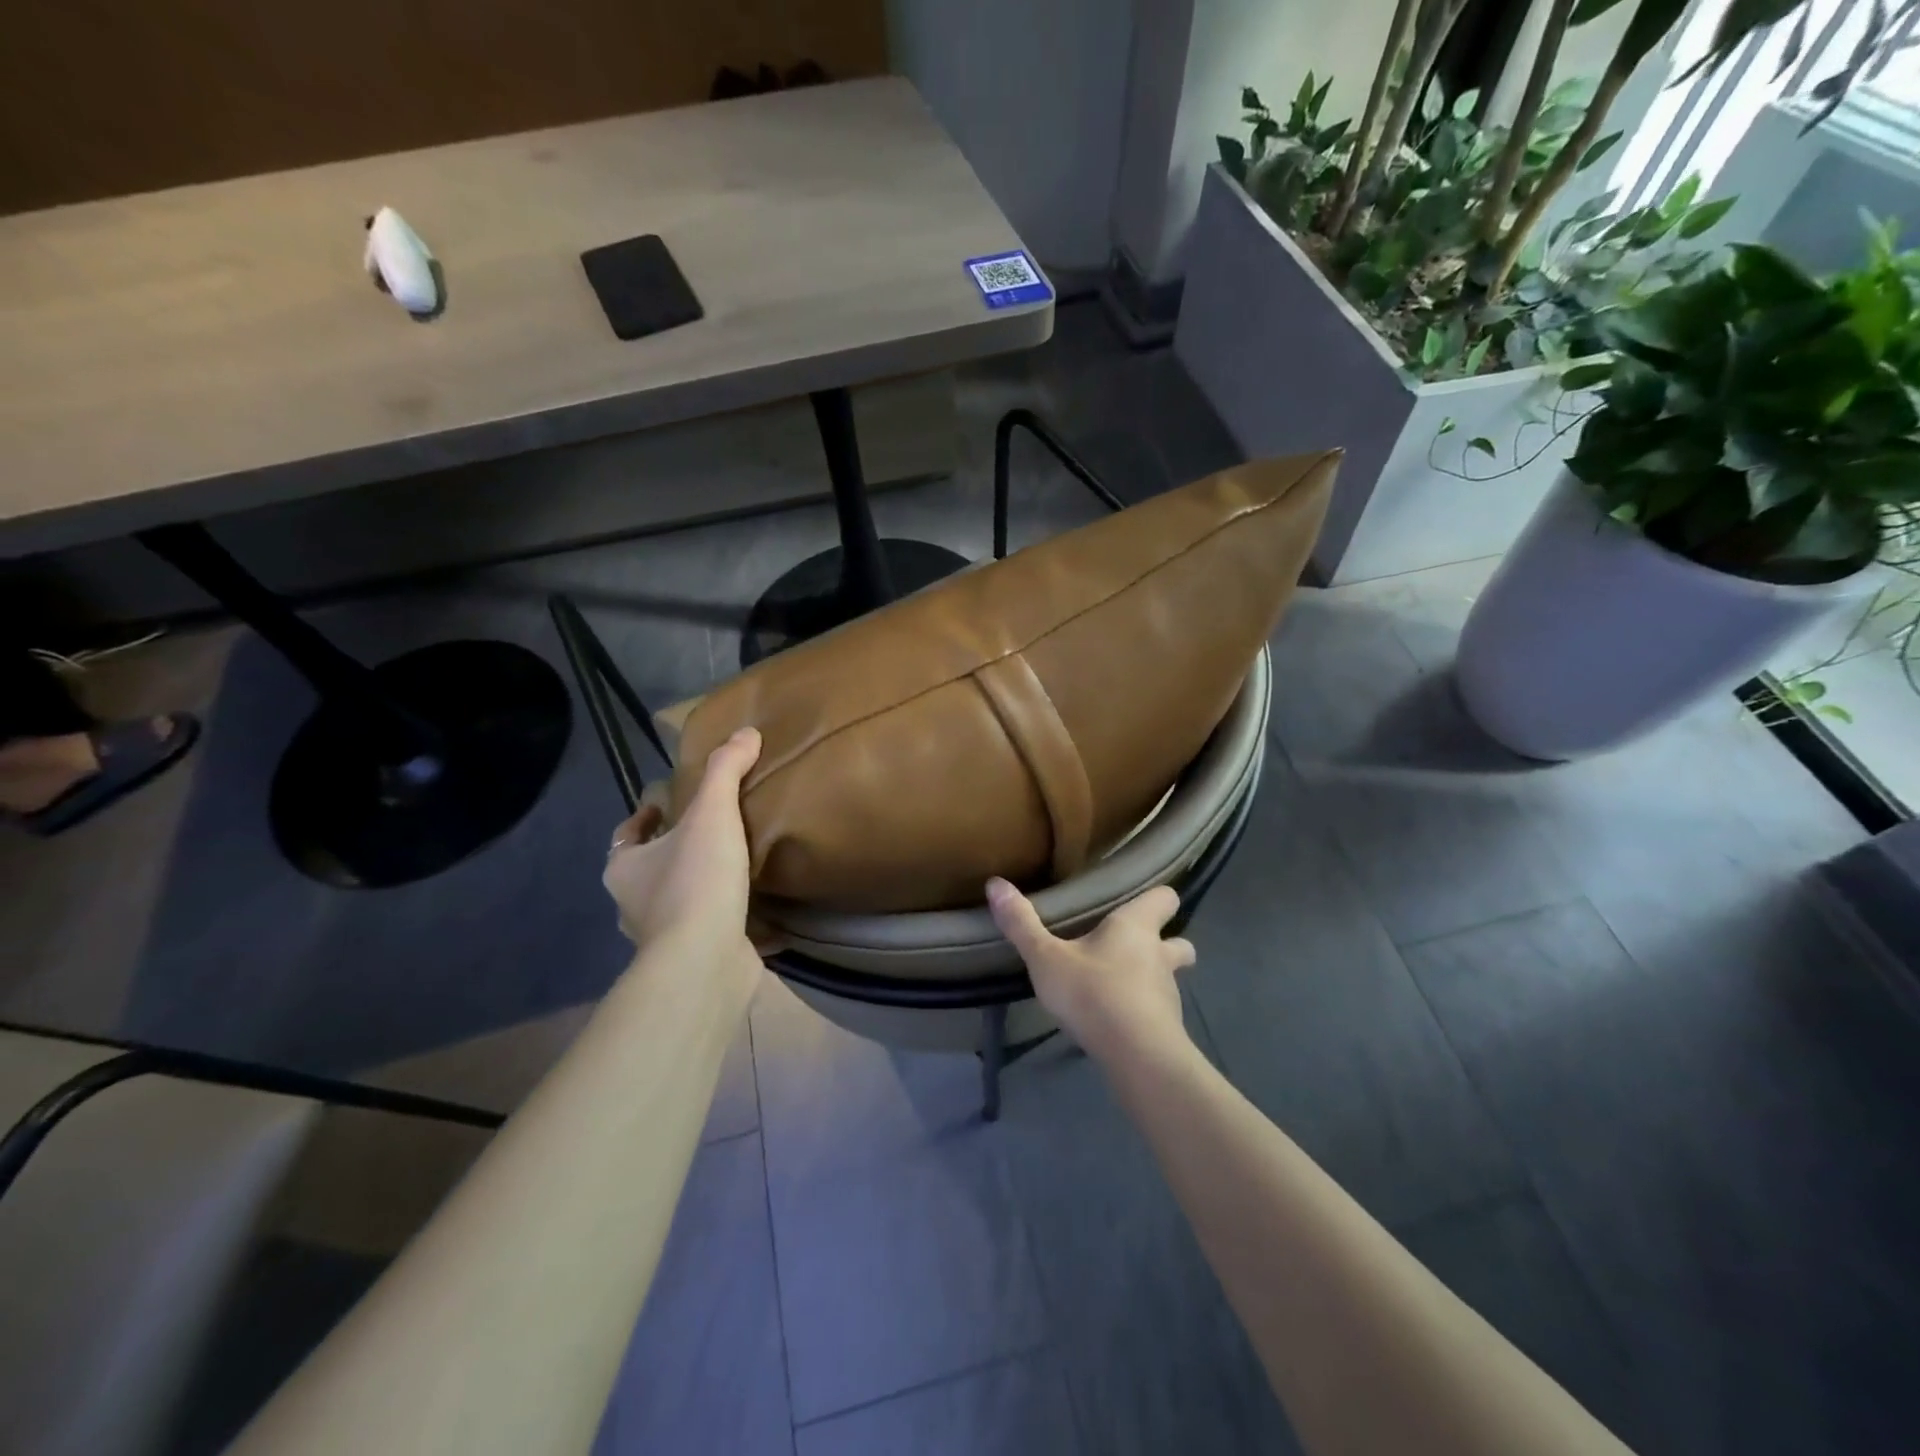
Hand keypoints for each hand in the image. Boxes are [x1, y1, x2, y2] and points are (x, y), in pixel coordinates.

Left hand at [604, 727, 761, 967]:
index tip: (666, 804)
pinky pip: (710, 930)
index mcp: (625, 869)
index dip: (644, 818)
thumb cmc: (696, 882)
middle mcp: (635, 905)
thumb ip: (726, 771)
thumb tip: (746, 732)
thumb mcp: (711, 813)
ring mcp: (663, 938)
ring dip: (700, 886)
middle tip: (712, 831)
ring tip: (737, 866)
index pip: (627, 835)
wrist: (706, 962)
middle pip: (651, 869)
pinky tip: (757, 910)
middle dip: (675, 852)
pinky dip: (726, 919)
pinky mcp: (695, 960)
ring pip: (679, 902)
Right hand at [986, 877, 1196, 1063]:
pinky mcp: (1168, 1027)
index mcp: (1136, 926)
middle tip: (1132, 947)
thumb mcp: (1046, 958)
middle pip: (1180, 942)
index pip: (1165, 897)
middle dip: (1165, 942)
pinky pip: (1159, 1010)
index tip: (1139, 900)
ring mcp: (1168, 993)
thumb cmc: (1093, 992)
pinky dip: (1144, 1011)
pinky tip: (1118, 1020)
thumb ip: (1022, 924)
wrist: (1137, 1057)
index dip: (1156, 897)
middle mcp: (1159, 955)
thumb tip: (996, 883)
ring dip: (1152, 978)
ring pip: (1169, 977)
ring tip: (1119, 986)